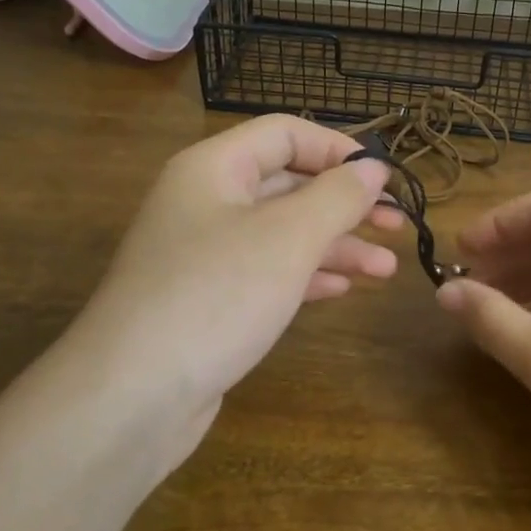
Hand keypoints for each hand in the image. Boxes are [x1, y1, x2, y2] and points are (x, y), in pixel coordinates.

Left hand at [65, 116, 399, 467]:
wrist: (132, 396)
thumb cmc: (216, 295)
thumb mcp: (288, 238)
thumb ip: (338, 196)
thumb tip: (373, 168)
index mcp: (214, 168)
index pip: (285, 134)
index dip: (339, 149)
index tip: (386, 179)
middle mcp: (206, 202)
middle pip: (287, 184)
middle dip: (345, 204)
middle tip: (398, 225)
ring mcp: (204, 254)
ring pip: (282, 233)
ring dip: (336, 245)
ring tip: (386, 269)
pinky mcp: (209, 300)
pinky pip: (267, 272)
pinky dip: (307, 275)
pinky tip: (344, 288)